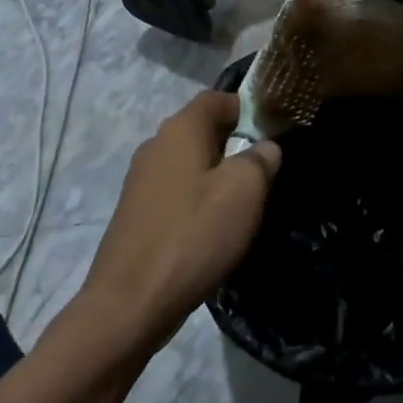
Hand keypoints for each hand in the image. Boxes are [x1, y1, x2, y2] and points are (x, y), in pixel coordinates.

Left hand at [78, 92, 280, 353]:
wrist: (129, 304)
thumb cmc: (193, 235)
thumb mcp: (244, 192)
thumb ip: (261, 160)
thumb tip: (266, 147)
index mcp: (181, 128)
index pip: (218, 98)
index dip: (248, 108)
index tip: (273, 132)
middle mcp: (156, 144)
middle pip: (203, 130)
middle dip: (235, 145)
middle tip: (263, 172)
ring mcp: (141, 179)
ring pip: (189, 163)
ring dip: (216, 176)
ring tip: (242, 205)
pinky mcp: (135, 213)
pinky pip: (175, 191)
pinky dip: (196, 201)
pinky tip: (211, 230)